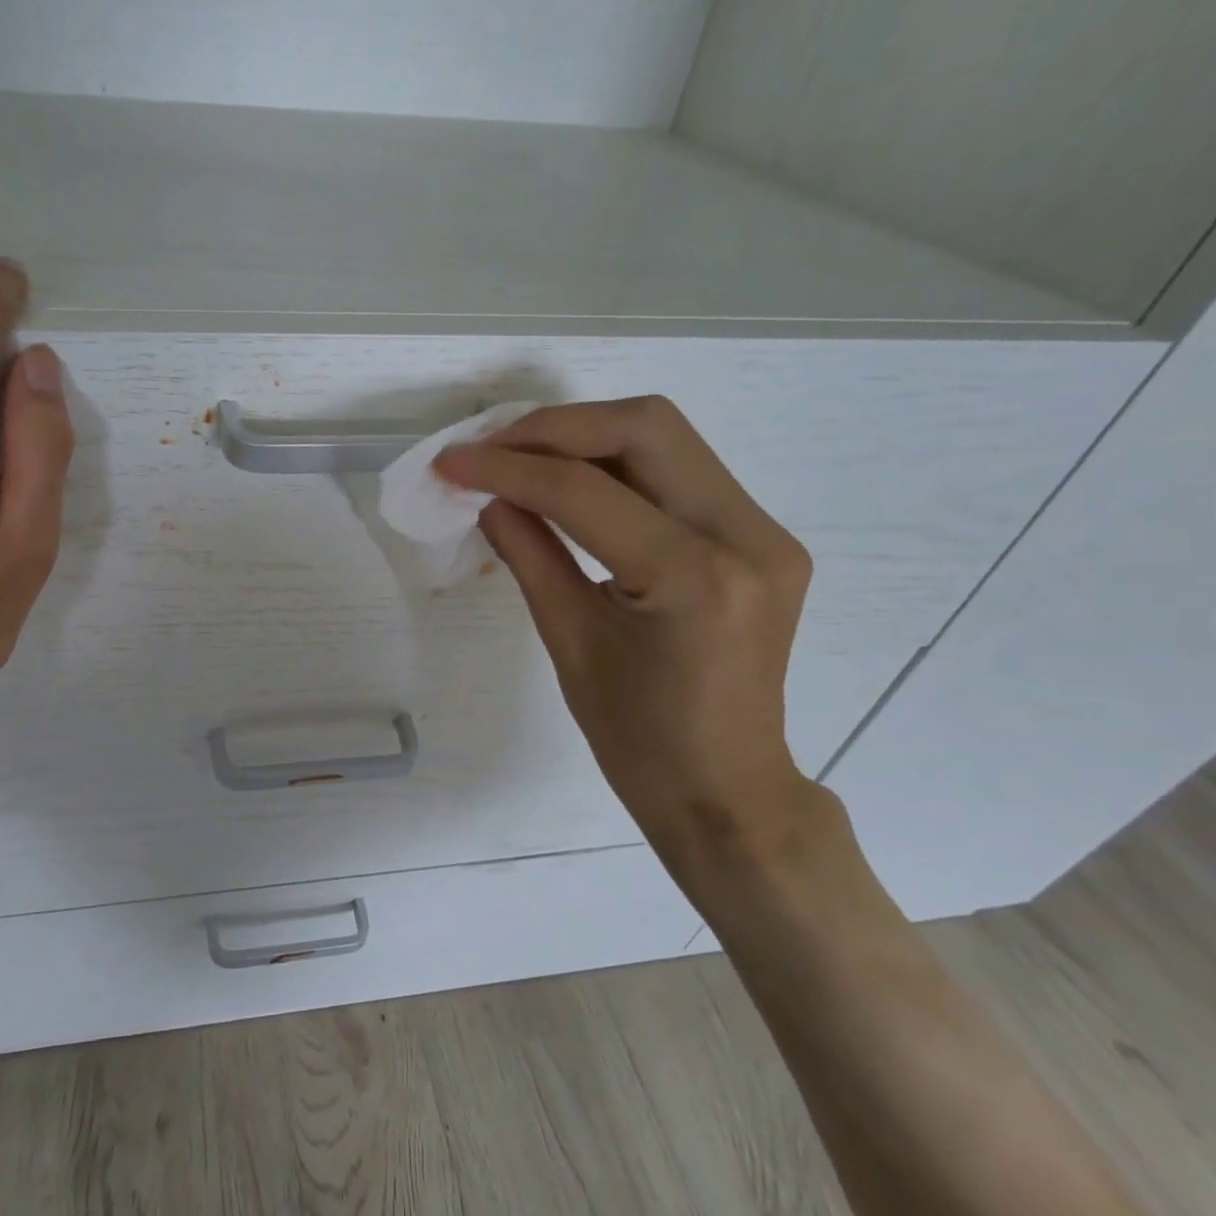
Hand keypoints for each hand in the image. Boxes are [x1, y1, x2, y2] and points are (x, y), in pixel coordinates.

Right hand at [436, 397, 816, 887]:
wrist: (726, 789)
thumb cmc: (637, 740)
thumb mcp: (569, 642)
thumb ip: (527, 553)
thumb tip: (486, 495)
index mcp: (693, 579)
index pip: (585, 491)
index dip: (507, 467)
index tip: (451, 462)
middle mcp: (746, 537)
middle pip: (645, 427)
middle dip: (553, 427)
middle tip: (489, 447)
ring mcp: (764, 531)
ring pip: (665, 436)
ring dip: (583, 434)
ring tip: (518, 456)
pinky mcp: (761, 535)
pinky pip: (680, 468)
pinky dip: (615, 460)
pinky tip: (568, 480)